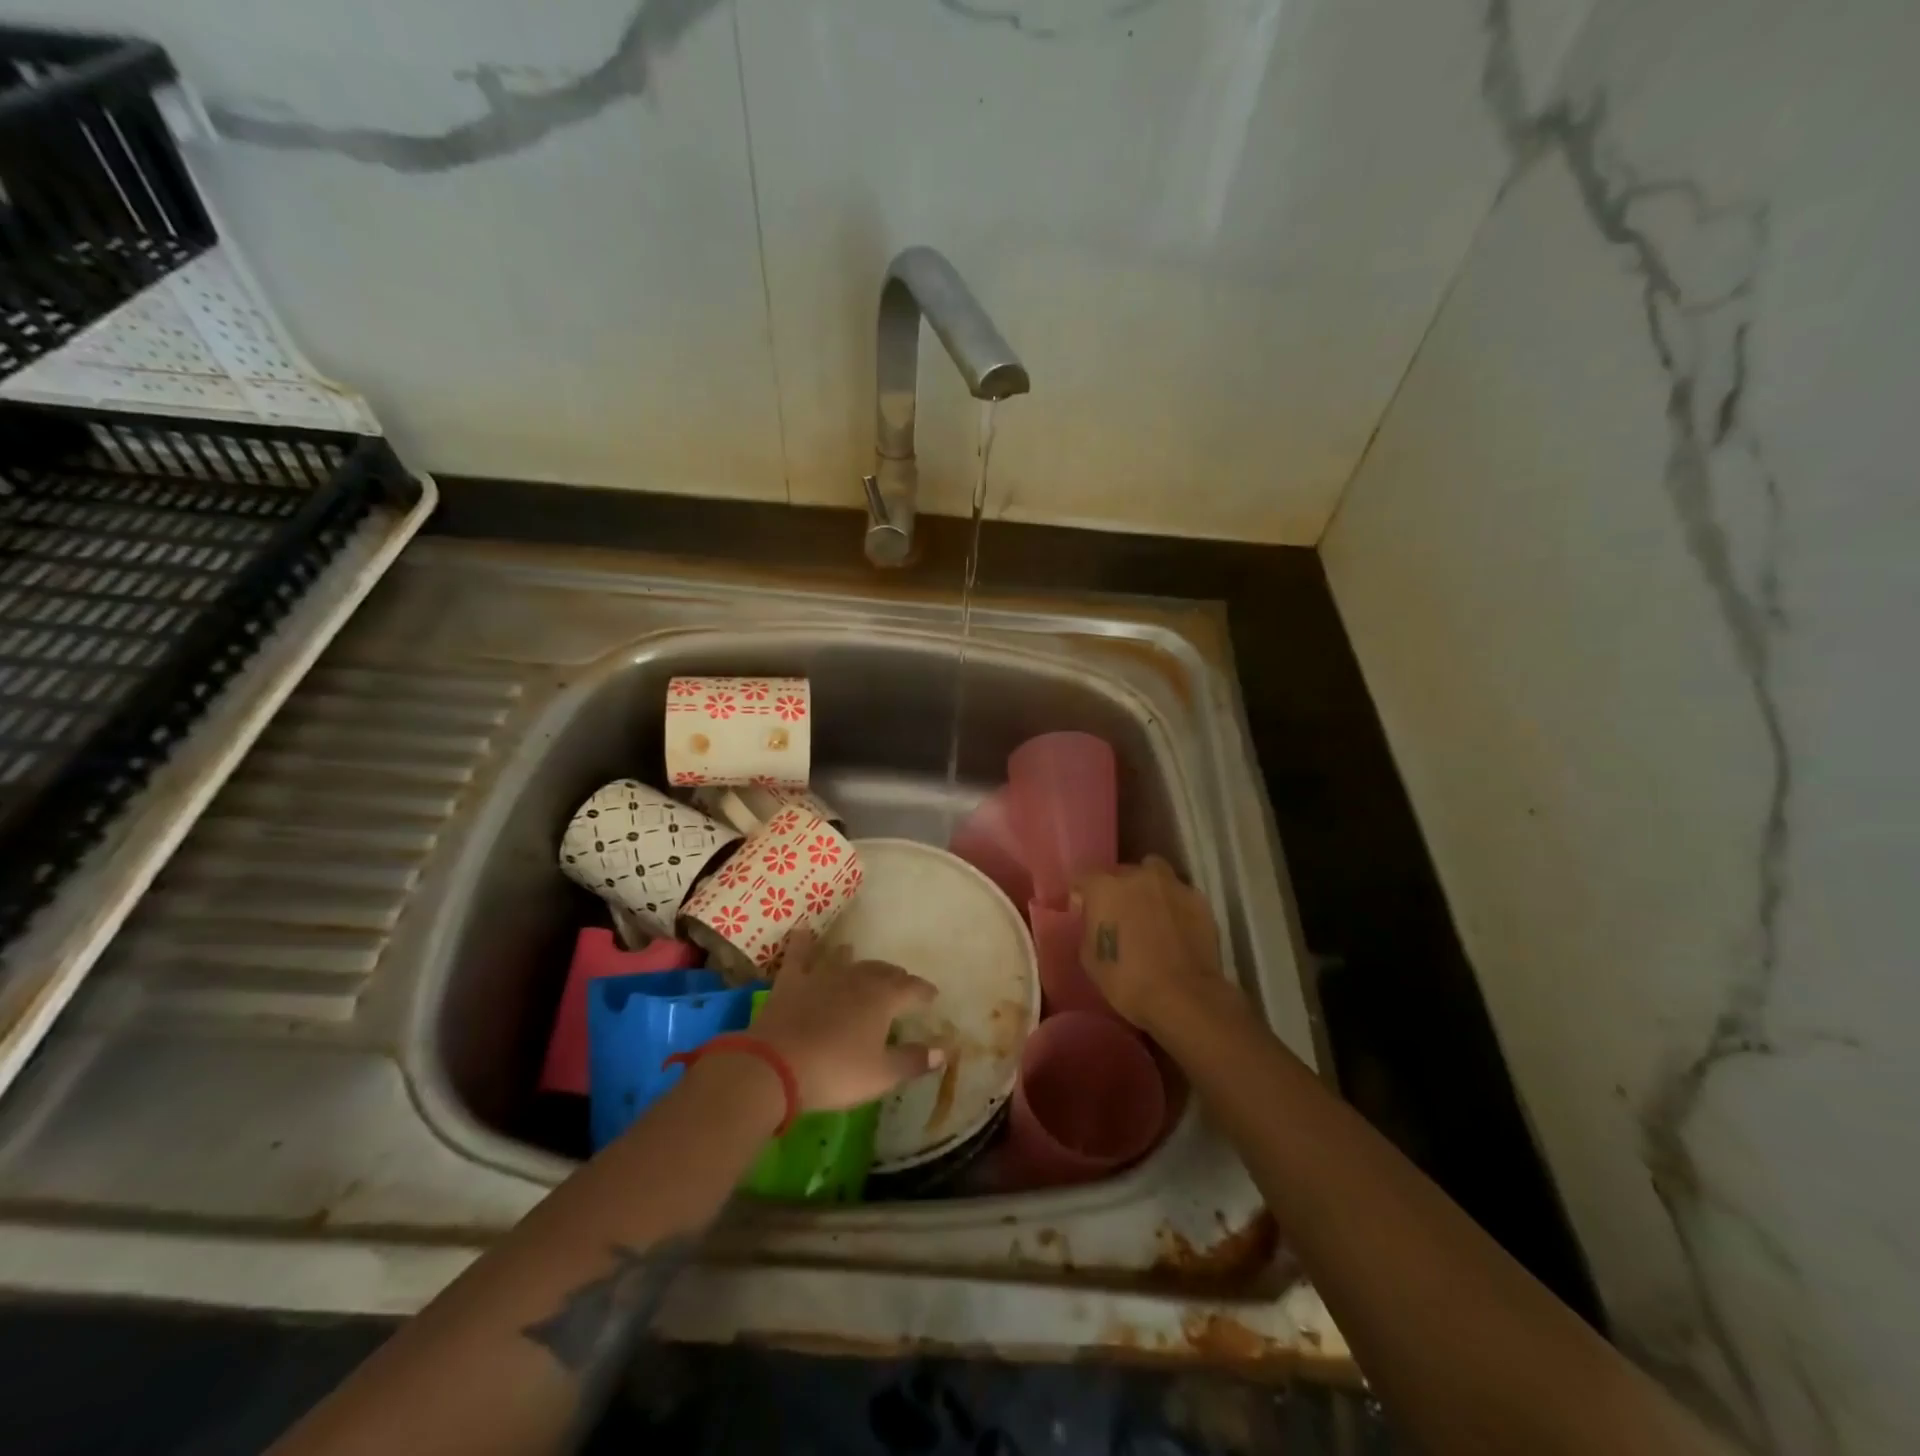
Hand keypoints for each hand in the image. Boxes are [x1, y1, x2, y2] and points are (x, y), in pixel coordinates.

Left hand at [751, 929, 943, 1111]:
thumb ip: (913, 1061)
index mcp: (883, 998)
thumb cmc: (836, 1071)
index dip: (924, 992)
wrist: (775, 1066)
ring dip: (856, 959)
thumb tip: (942, 1051)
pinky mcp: (791, 981)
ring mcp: (822, 975)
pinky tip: (803, 933)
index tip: (932, 995)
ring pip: (845, 959)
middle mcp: (856, 978)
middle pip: (881, 971)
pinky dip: (803, 943)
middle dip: (894, 977)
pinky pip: (799, 955)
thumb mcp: (881, 1075)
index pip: (912, 988)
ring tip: (860, 959)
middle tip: (901, 983)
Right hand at [1073, 856, 1222, 1029]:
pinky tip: (1176, 928)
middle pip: (1121, 873)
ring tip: (1151, 914)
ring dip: (1149, 889)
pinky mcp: (1199, 900)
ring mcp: (1172, 885)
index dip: (1081, 897)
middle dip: (1118, 890)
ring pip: (1155, 874)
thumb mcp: (1089, 958)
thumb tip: (1095, 920)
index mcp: (1104, 888)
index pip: (1083, 879)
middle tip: (1120, 916)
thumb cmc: (1127, 980)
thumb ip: (1089, 928)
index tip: (1084, 915)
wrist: (1184, 997)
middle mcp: (1138, 876)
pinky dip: (1174, 906)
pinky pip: (1179, 895)